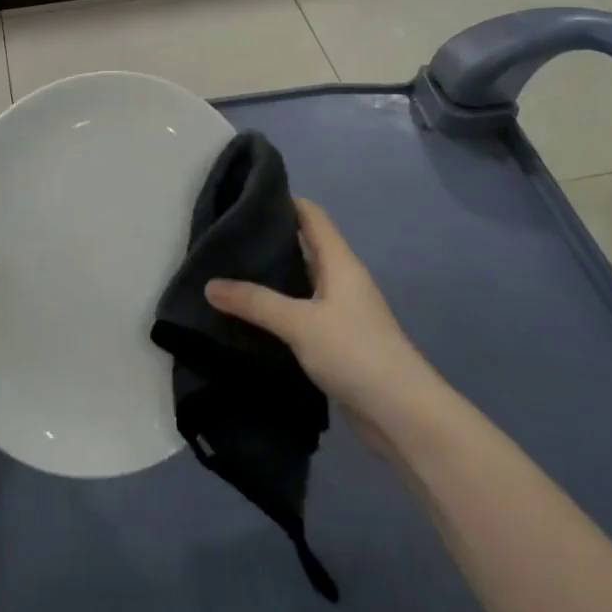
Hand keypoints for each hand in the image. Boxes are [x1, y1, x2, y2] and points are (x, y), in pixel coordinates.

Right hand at [205, 199, 442, 446]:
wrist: (401, 414)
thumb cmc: (354, 352)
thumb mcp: (299, 322)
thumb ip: (255, 302)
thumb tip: (210, 284)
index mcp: (339, 262)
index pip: (311, 215)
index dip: (282, 201)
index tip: (244, 197)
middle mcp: (342, 280)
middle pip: (304, 247)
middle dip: (268, 241)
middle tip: (225, 239)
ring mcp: (341, 312)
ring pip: (301, 283)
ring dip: (272, 279)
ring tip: (229, 275)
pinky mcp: (337, 342)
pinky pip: (302, 315)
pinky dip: (278, 312)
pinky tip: (250, 318)